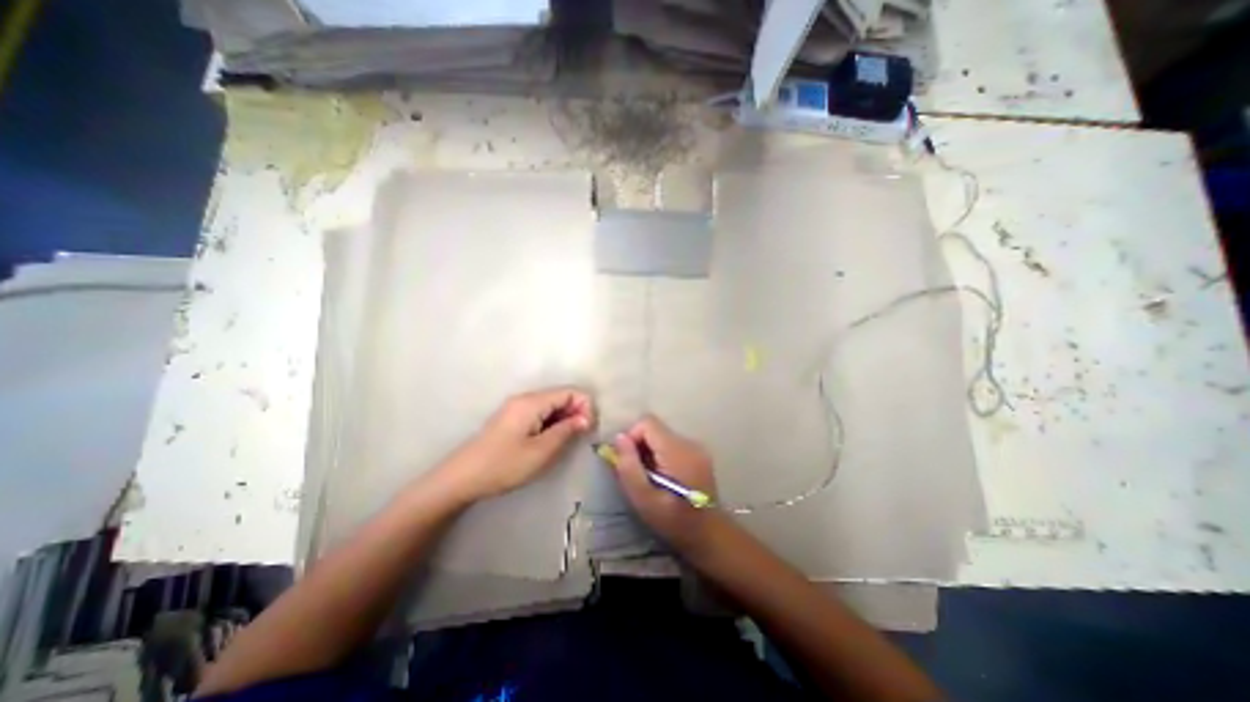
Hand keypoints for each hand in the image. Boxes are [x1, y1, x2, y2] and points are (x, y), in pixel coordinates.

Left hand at [438, 387, 595, 501]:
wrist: (462, 478)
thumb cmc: (504, 465)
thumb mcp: (541, 451)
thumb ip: (566, 431)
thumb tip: (586, 418)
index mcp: (532, 402)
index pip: (570, 392)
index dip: (585, 406)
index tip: (588, 429)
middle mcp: (525, 398)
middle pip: (561, 396)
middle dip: (576, 412)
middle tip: (580, 437)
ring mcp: (517, 407)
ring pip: (552, 405)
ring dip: (565, 419)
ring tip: (566, 441)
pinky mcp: (513, 418)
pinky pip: (540, 413)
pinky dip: (552, 423)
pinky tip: (550, 440)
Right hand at [610, 416, 717, 553]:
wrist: (709, 535)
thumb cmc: (673, 521)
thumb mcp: (643, 498)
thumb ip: (628, 466)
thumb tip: (619, 437)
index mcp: (677, 450)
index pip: (647, 422)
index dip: (632, 436)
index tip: (628, 461)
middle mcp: (689, 442)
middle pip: (655, 429)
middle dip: (640, 446)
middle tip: (638, 474)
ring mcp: (697, 447)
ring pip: (662, 436)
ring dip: (650, 452)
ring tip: (651, 478)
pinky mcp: (699, 454)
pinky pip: (672, 444)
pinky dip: (662, 456)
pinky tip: (663, 478)